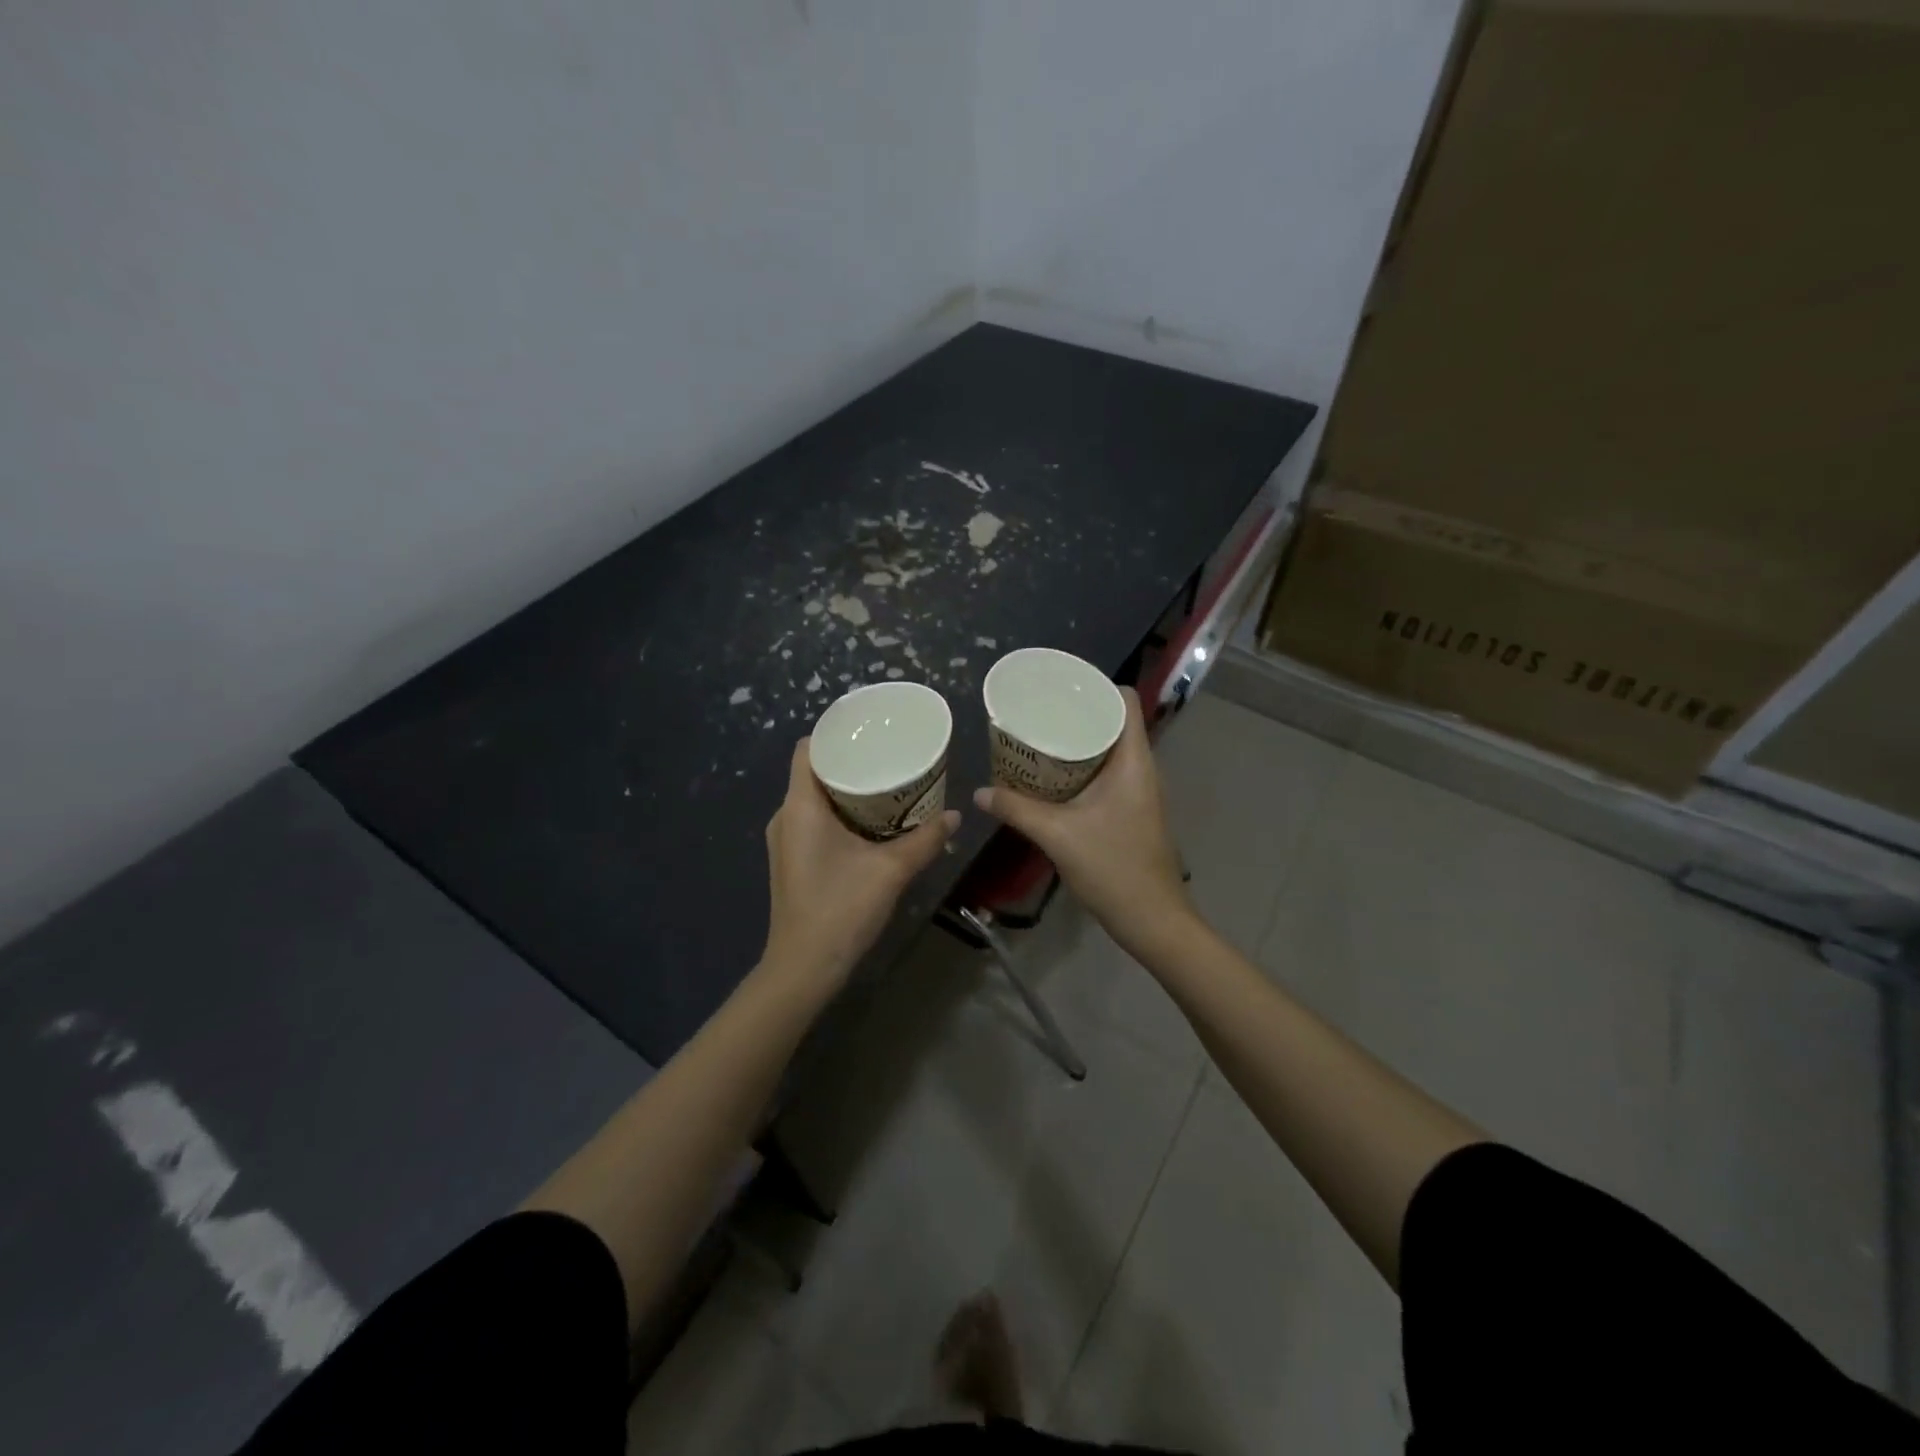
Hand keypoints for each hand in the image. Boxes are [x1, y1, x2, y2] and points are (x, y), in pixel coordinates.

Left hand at [762, 739, 959, 985]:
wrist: (804, 968)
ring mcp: (786, 841)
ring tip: (886, 784)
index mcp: (800, 806)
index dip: (835, 734)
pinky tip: (872, 823)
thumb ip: (925, 840)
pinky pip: (814, 821)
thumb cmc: (840, 909)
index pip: (807, 749)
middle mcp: (786, 816)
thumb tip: (955, 815)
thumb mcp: (891, 871)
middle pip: (814, 771)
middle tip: (889, 756)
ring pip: (815, 798)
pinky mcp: (792, 860)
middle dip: (851, 762)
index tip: (870, 731)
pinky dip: (840, 813)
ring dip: (847, 790)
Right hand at [973, 688, 1194, 959]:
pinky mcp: (1131, 810)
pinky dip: (1081, 767)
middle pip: (1113, 722)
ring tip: (1039, 738)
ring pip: (1109, 749)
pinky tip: (1052, 777)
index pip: (1126, 701)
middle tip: (1037, 711)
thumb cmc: (1113, 868)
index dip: (1096, 687)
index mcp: (1133, 761)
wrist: (1152, 919)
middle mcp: (1141, 768)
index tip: (1059, 687)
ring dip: (1078, 742)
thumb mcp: (1057, 835)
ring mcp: (1138, 791)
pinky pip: (1106, 773)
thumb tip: (979, 793)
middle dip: (1077, 713)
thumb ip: (1016, 810)